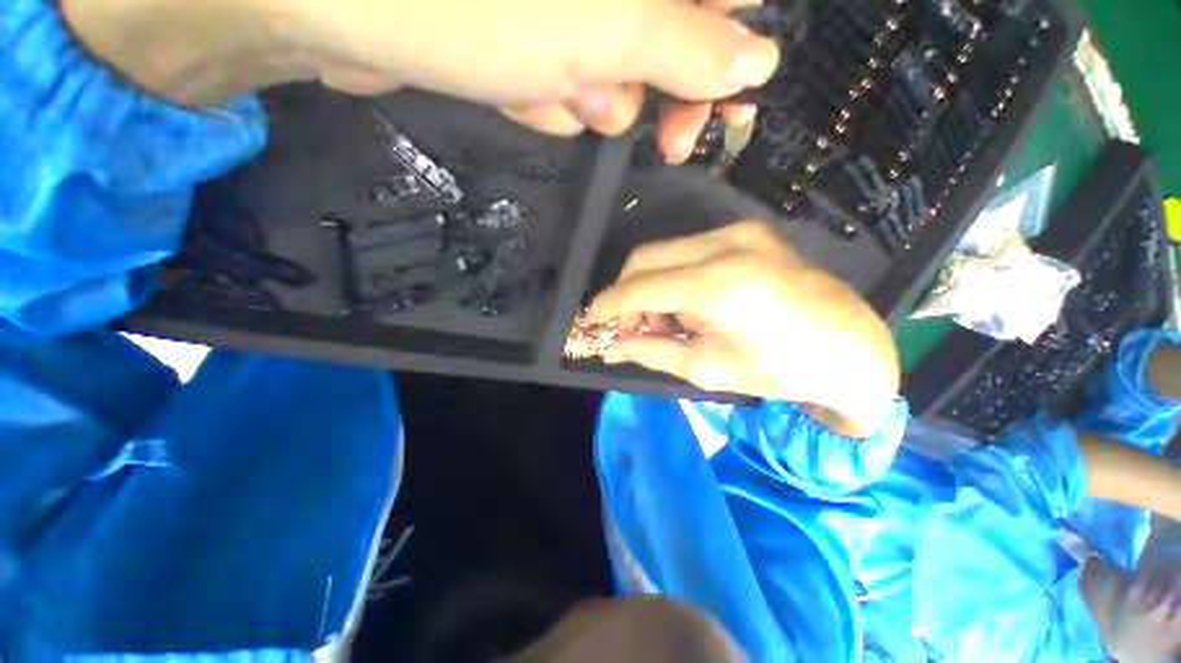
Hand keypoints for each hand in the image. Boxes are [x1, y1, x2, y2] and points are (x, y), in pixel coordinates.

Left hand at [64, 0, 777, 159]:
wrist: (334, 4)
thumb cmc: (474, 1)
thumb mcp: (605, 26)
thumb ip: (686, 44)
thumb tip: (756, 61)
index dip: (734, 54)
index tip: (728, 109)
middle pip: (673, 35)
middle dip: (667, 94)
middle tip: (667, 139)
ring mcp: (564, 3)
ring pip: (614, 67)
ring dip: (595, 96)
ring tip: (558, 89)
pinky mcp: (522, 27)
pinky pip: (564, 76)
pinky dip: (552, 95)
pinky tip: (517, 89)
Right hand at [587, 220, 900, 437]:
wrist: (847, 347)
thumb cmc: (777, 368)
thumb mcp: (705, 368)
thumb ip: (650, 351)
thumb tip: (610, 348)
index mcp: (715, 284)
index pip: (637, 288)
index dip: (607, 305)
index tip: (591, 322)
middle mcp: (723, 245)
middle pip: (644, 258)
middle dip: (627, 295)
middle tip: (632, 328)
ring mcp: (739, 232)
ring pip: (663, 252)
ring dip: (650, 286)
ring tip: (666, 320)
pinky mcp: (748, 232)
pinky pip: (688, 249)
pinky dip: (673, 276)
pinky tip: (688, 303)